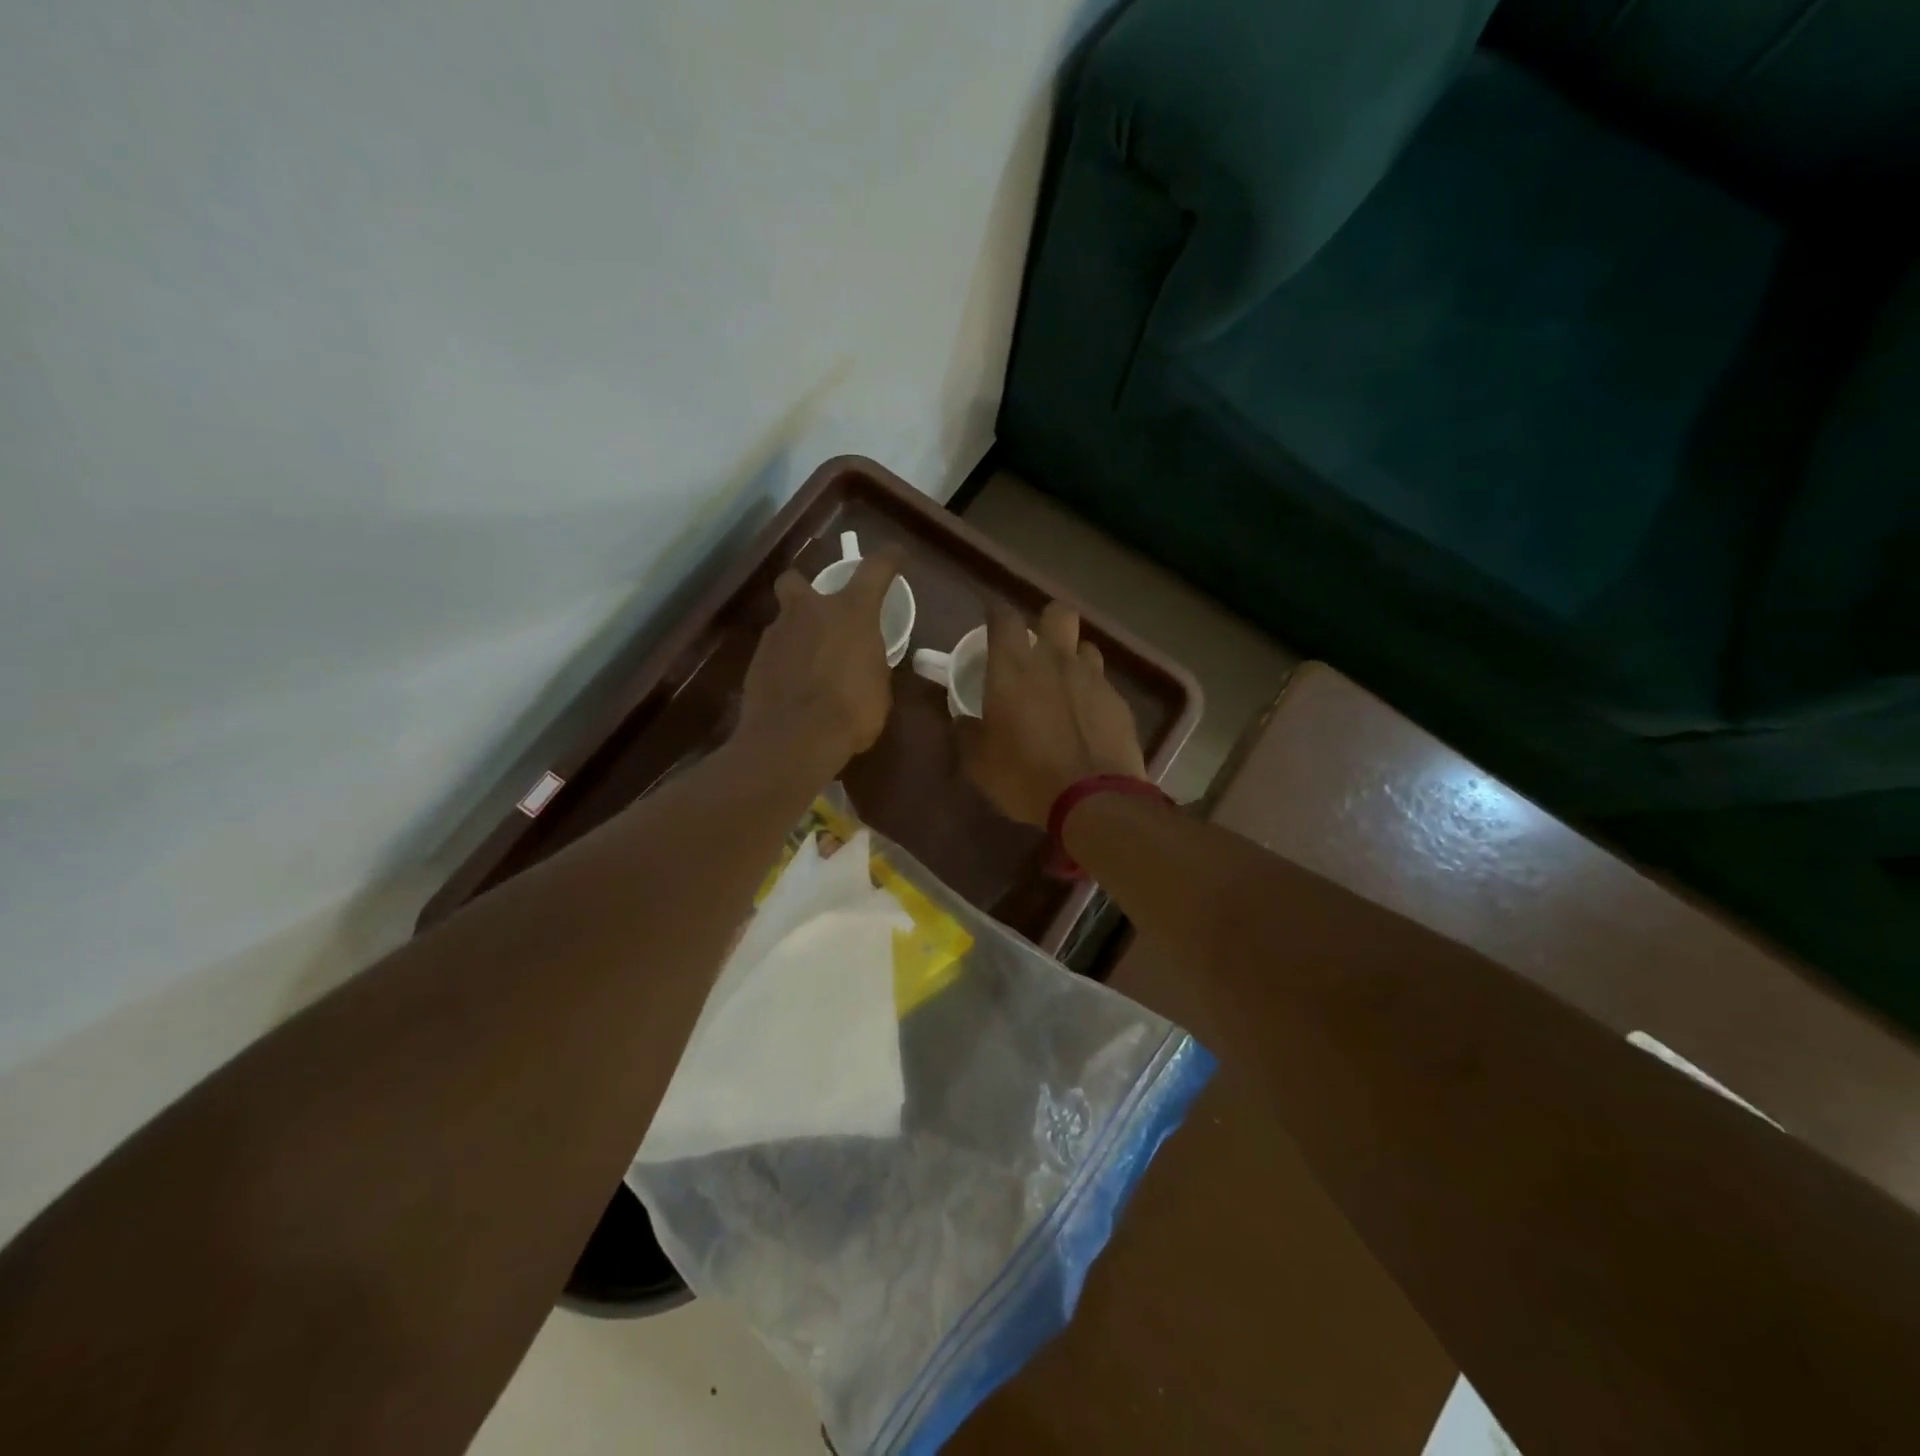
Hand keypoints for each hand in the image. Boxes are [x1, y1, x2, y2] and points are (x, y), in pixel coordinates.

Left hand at [738, 547, 902, 771]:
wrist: (793, 739)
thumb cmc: (851, 712)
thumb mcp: (878, 687)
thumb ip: (869, 663)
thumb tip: (863, 662)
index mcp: (852, 612)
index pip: (874, 570)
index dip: (887, 560)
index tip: (895, 555)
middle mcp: (810, 611)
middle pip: (798, 581)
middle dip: (807, 591)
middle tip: (821, 616)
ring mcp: (777, 634)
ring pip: (785, 621)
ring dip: (798, 635)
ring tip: (811, 667)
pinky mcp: (755, 662)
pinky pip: (775, 653)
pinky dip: (785, 664)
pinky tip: (794, 688)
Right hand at [959, 599, 1146, 826]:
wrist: (1092, 799)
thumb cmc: (1024, 776)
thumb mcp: (979, 762)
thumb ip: (968, 733)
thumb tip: (964, 721)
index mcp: (1013, 669)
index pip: (1004, 618)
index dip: (996, 614)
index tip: (991, 622)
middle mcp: (1055, 661)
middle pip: (1058, 613)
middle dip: (1047, 622)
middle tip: (1037, 647)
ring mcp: (1092, 679)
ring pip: (1085, 647)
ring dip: (1073, 658)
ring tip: (1065, 684)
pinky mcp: (1118, 702)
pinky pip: (1103, 684)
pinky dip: (1092, 694)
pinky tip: (1087, 720)